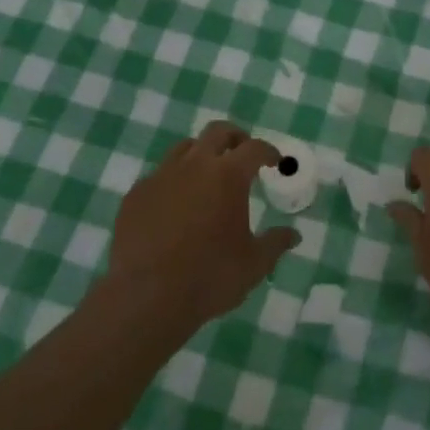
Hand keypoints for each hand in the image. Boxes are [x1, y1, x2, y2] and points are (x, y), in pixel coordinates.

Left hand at [106, 120, 298, 331]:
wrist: (146, 297)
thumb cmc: (209, 277)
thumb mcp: (254, 264)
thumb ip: (275, 244)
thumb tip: (293, 235)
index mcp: (228, 175)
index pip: (254, 148)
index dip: (268, 152)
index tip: (274, 162)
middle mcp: (194, 166)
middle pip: (217, 132)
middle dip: (235, 137)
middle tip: (242, 153)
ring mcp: (160, 177)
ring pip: (184, 148)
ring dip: (201, 155)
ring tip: (207, 176)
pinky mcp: (135, 195)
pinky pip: (158, 176)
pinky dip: (173, 182)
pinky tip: (175, 205)